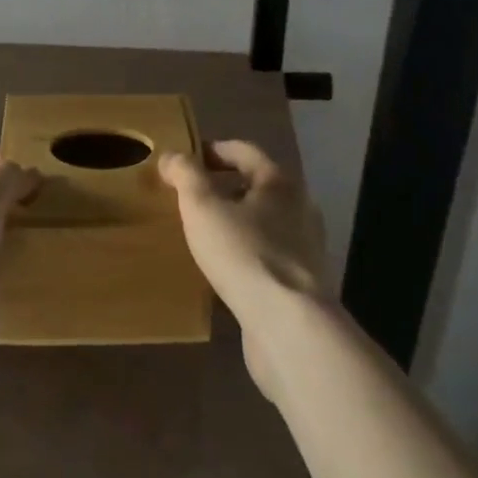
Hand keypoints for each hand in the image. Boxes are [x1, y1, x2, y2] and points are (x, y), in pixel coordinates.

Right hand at [161, 140, 326, 400]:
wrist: (290, 327)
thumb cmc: (244, 253)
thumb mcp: (202, 206)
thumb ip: (185, 175)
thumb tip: (171, 157)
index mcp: (280, 182)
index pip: (244, 151)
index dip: (212, 151)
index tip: (185, 160)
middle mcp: (300, 208)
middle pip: (257, 186)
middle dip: (223, 188)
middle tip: (190, 198)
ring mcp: (306, 249)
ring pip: (264, 224)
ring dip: (236, 224)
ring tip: (203, 234)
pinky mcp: (303, 285)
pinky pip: (268, 257)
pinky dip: (246, 255)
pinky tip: (223, 271)